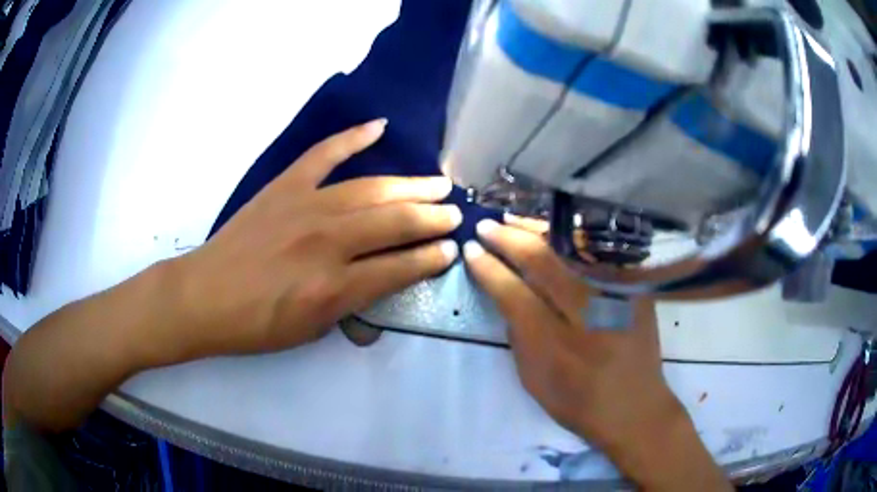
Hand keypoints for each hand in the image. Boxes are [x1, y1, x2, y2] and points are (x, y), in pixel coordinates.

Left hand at [172, 119, 460, 356]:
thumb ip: (351, 304)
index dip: (430, 258)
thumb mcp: (311, 330)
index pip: (399, 268)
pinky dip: (352, 137)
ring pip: (371, 189)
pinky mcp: (285, 186)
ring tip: (438, 184)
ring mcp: (305, 206)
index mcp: (333, 287)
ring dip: (410, 185)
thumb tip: (383, 281)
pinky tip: (378, 127)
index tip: (451, 250)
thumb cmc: (256, 324)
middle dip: (432, 218)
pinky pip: (324, 154)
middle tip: (456, 214)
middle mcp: (327, 242)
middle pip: (394, 222)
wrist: (204, 296)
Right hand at [464, 219, 729, 489]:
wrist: (635, 407)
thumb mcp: (533, 379)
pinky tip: (549, 230)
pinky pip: (596, 252)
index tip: (470, 250)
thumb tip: (506, 291)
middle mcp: (590, 314)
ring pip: (571, 248)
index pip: (515, 294)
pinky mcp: (634, 288)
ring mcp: (617, 295)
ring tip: (511, 220)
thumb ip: (518, 334)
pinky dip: (568, 238)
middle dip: (509, 240)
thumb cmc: (578, 402)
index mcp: (557, 346)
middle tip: (485, 226)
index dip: (489, 269)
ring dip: (536, 230)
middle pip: (544, 262)